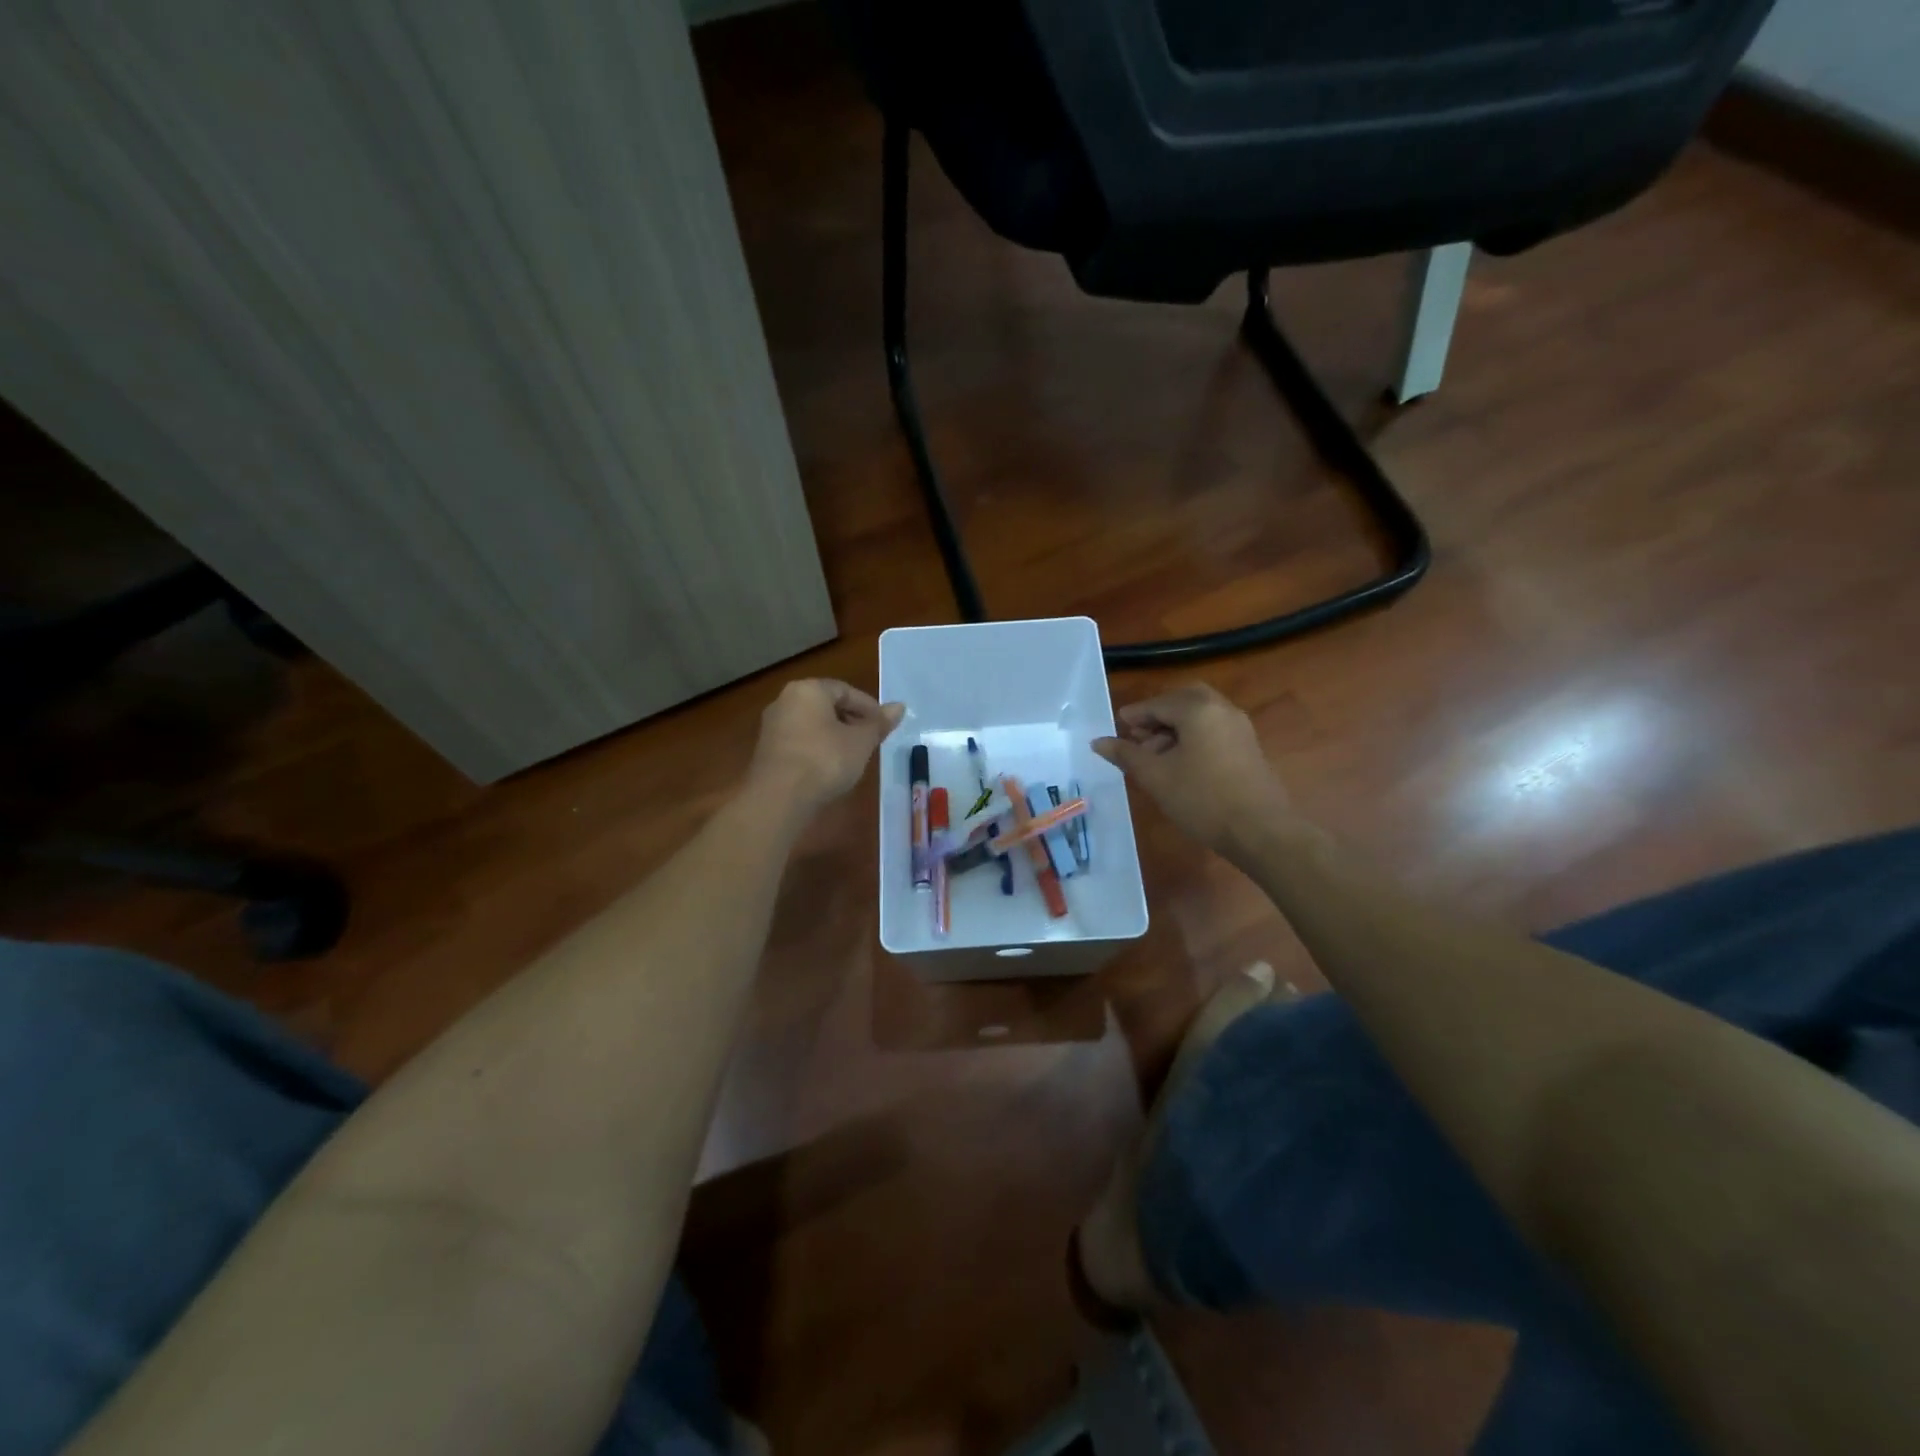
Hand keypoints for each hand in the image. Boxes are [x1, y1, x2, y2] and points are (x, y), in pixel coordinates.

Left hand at [749, 679, 904, 813]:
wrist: (779, 798)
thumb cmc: (825, 760)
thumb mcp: (861, 742)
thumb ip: (879, 724)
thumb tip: (900, 707)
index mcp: (808, 690)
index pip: (845, 690)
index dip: (869, 707)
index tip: (883, 727)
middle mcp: (785, 700)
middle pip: (827, 705)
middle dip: (851, 721)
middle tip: (871, 741)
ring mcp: (772, 726)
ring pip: (812, 724)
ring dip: (835, 736)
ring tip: (854, 756)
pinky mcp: (766, 751)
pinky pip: (800, 741)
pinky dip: (817, 749)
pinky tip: (830, 768)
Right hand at [1093, 684, 1290, 852]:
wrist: (1260, 830)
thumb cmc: (1202, 799)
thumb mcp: (1156, 777)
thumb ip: (1126, 755)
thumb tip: (1098, 742)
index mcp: (1198, 710)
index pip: (1158, 703)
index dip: (1135, 715)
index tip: (1118, 727)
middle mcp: (1221, 709)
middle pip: (1183, 699)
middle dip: (1158, 714)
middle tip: (1138, 735)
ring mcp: (1239, 727)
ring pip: (1200, 714)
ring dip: (1175, 726)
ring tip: (1155, 754)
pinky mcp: (1248, 746)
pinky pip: (1214, 728)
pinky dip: (1193, 735)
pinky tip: (1181, 763)